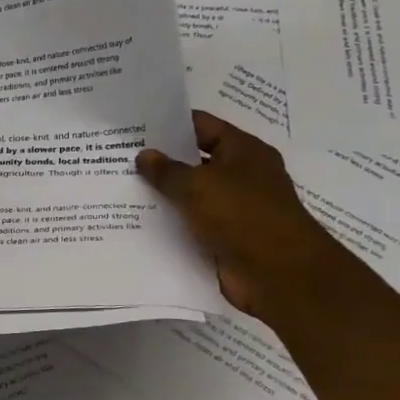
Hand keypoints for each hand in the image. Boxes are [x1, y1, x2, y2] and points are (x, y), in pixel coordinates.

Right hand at [136, 111, 352, 321]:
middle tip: (121, 156)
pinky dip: (172, 223)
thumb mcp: (197, 185)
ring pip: (192, 195)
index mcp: (244, 151)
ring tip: (122, 187)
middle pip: (196, 160)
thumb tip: (144, 155)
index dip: (171, 124)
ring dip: (164, 194)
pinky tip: (139, 220)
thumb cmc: (242, 215)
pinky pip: (193, 224)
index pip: (203, 126)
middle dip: (162, 160)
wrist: (279, 275)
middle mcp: (242, 176)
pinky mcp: (227, 238)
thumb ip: (166, 170)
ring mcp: (235, 209)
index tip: (137, 125)